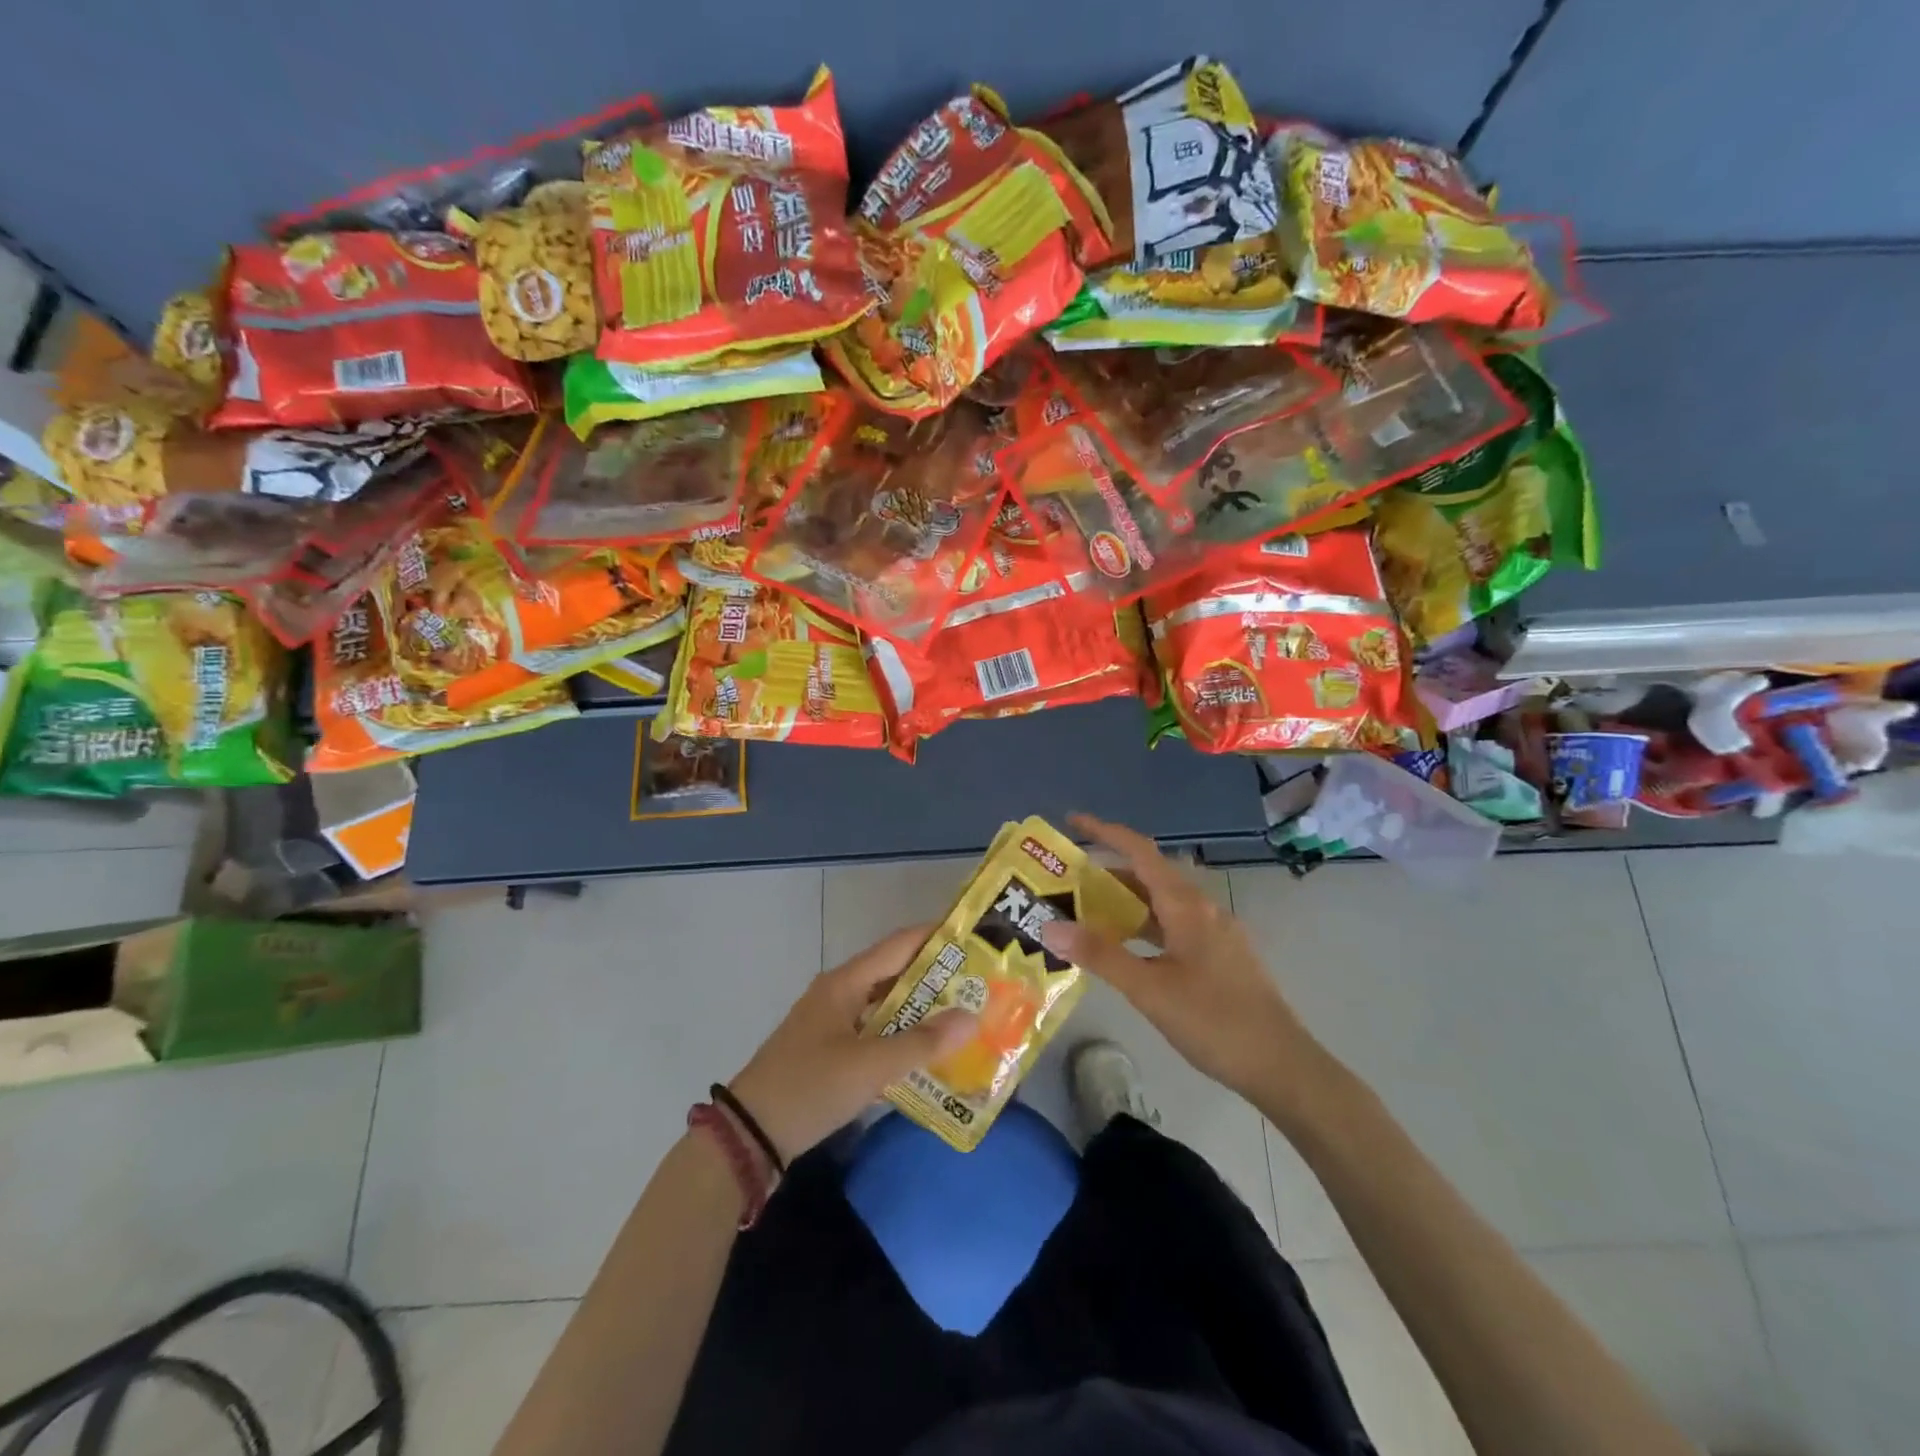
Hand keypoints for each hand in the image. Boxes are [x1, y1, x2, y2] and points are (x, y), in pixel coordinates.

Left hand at [728, 925, 977, 1161]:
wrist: (749, 1134)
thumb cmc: (810, 1087)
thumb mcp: (870, 1066)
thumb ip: (921, 1043)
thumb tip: (971, 1017)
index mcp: (845, 983)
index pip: (899, 945)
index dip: (935, 938)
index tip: (973, 940)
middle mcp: (840, 993)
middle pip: (895, 974)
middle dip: (936, 979)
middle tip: (978, 986)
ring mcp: (832, 1022)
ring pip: (886, 1005)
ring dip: (920, 1011)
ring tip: (963, 1018)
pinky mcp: (830, 1050)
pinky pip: (875, 1032)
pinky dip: (901, 1037)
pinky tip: (927, 1054)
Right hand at [1039, 814, 1323, 1105]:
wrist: (1282, 1066)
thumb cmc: (1215, 1022)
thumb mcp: (1150, 989)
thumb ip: (1100, 955)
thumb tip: (1050, 926)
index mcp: (1187, 906)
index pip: (1140, 851)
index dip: (1106, 831)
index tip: (1072, 820)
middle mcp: (1202, 909)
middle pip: (1150, 875)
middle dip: (1108, 872)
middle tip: (1068, 881)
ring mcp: (1215, 933)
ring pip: (1162, 903)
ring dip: (1126, 902)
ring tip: (1087, 913)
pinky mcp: (1220, 956)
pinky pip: (1173, 925)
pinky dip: (1144, 926)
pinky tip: (1126, 949)